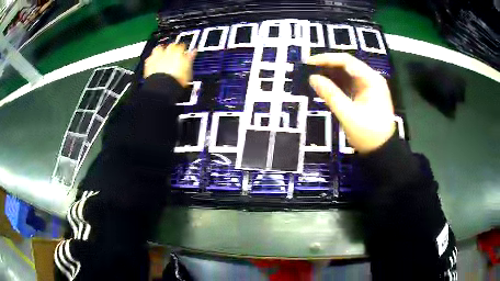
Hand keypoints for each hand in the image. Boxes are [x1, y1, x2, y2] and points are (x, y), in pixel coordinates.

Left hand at [144, 43, 196, 86]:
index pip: (182, 46)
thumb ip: (190, 58)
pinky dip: (152, 60)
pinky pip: (149, 59)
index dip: (183, 49)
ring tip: (162, 55)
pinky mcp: (148, 65)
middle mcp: (167, 53)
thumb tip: (193, 52)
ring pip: (158, 49)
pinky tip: (153, 63)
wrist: (163, 88)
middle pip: (170, 46)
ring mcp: (157, 58)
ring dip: (160, 50)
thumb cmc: (176, 81)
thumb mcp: (188, 70)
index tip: (184, 52)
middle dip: (172, 48)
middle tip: (173, 53)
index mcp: (178, 52)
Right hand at [307, 53, 394, 153]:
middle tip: (308, 69)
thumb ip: (330, 94)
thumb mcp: (348, 114)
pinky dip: (337, 84)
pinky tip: (325, 85)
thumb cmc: (368, 134)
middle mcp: (371, 79)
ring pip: (347, 74)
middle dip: (327, 65)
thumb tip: (312, 78)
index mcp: (371, 80)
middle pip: (347, 65)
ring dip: (331, 74)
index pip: (347, 61)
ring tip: (313, 76)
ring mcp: (369, 86)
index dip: (327, 59)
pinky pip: (349, 84)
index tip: (309, 62)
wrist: (381, 151)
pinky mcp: (365, 95)